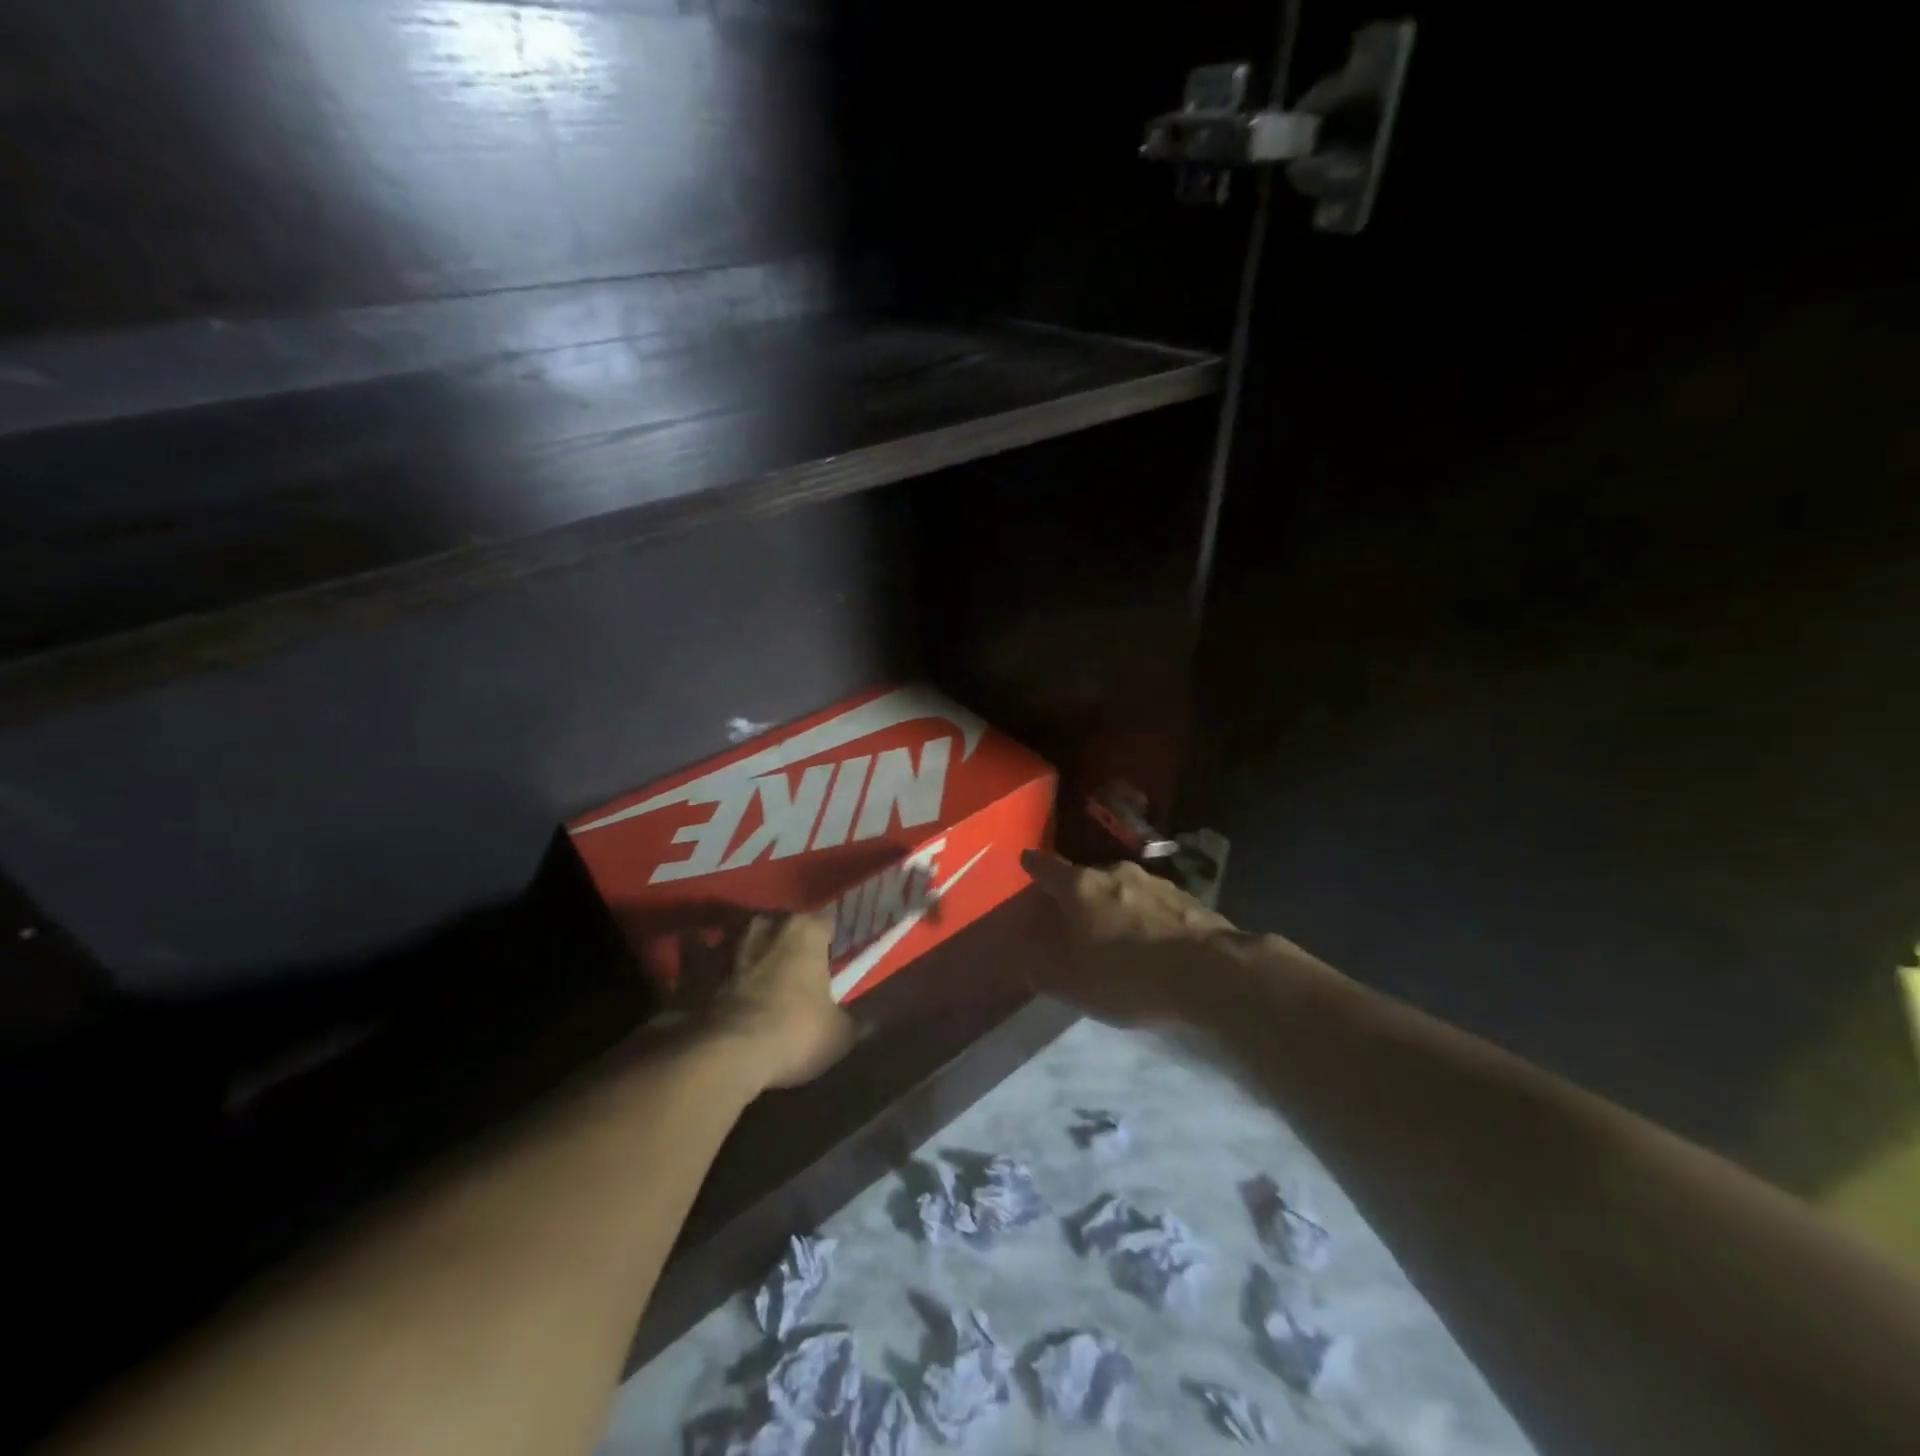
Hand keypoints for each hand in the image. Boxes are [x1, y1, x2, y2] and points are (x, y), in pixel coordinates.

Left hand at [707, 912, 855, 1089]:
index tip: (830, 964)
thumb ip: (849, 1019)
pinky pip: (696, 958)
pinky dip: (699, 965)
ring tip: (751, 976)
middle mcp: (763, 924)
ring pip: (740, 936)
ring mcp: (722, 942)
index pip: (826, 923)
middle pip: (781, 924)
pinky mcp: (689, 967)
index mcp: (805, 930)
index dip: (829, 943)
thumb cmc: (791, 1034)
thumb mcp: (839, 1035)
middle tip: (792, 972)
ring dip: (746, 951)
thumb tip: (862, 1020)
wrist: (719, 1055)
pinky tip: (704, 980)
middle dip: (786, 942)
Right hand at [1021, 850, 1243, 1025]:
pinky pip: (1154, 903)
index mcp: (1080, 888)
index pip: (1046, 866)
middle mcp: (1115, 873)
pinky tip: (1154, 942)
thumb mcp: (1073, 985)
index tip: (1027, 862)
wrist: (1210, 973)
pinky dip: (1147, 916)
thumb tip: (1025, 958)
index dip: (1033, 865)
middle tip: (1075, 920)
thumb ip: (1042, 969)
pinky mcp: (1187, 897)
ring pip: (1123, 888)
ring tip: (1118, 935)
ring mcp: (1154, 882)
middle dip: (1078, 895)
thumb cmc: (1128, 976)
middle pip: (1086, 878)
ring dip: (1116, 905)